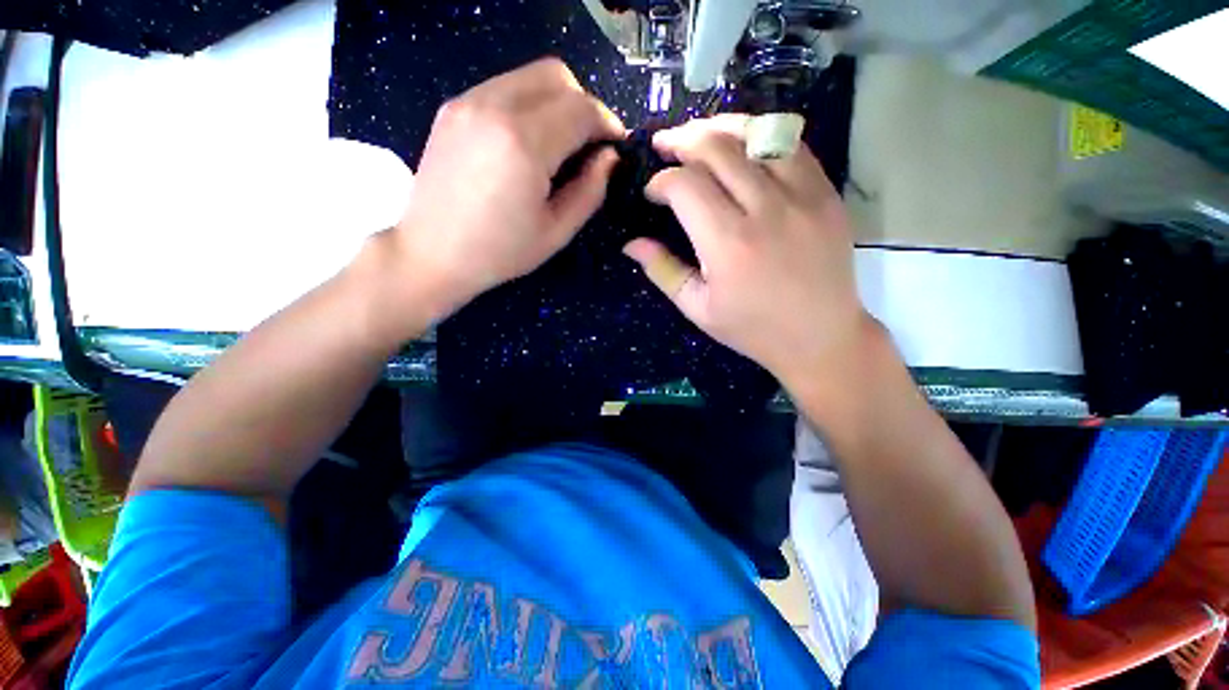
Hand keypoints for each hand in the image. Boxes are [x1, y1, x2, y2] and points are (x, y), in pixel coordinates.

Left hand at [391, 58, 623, 316]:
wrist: (431, 253)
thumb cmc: (500, 252)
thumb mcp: (557, 231)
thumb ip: (591, 190)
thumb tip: (609, 157)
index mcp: (524, 143)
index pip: (581, 108)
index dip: (607, 123)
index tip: (616, 146)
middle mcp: (494, 106)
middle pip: (557, 76)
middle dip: (584, 105)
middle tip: (588, 144)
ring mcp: (469, 101)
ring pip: (529, 76)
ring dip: (557, 102)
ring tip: (560, 144)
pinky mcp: (453, 107)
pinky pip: (504, 87)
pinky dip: (528, 105)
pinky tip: (527, 142)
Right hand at [623, 115, 869, 383]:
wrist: (821, 336)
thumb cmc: (753, 328)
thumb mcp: (698, 308)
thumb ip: (663, 271)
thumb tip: (632, 244)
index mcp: (728, 245)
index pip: (685, 186)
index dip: (661, 181)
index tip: (652, 192)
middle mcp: (765, 210)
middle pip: (717, 148)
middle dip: (682, 140)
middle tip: (664, 144)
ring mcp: (803, 196)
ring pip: (757, 134)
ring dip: (721, 128)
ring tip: (699, 134)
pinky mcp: (827, 193)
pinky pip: (792, 145)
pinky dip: (762, 135)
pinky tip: (744, 145)